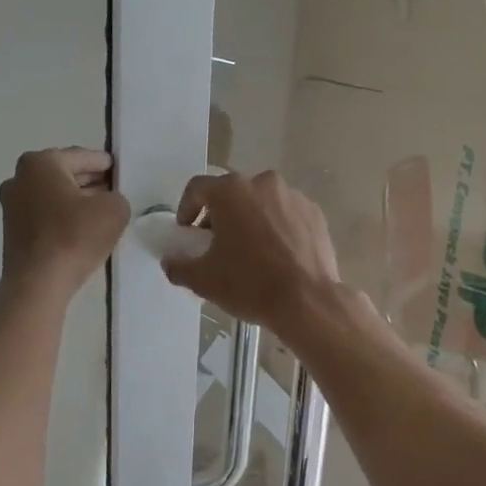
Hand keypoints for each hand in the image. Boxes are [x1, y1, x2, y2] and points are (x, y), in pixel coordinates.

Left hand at [0, 148, 130, 296]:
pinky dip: (63, 217)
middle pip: (64, 174)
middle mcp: (20, 177)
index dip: (105, 164)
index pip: (82, 156)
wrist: (38, 283)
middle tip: (115, 191)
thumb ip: (117, 196)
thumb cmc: (74, 237)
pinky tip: (82, 230)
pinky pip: (45, 215)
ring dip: (76, 201)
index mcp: (41, 163)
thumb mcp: (114, 210)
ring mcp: (11, 205)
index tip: (121, 171)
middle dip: (90, 181)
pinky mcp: (12, 230)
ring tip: (102, 212)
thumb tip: (107, 201)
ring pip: (54, 195)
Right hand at [161, 171, 341, 338]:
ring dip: (250, 219)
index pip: (197, 188)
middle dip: (220, 215)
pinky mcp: (315, 213)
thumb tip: (170, 261)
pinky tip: (277, 255)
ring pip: (261, 202)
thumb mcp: (203, 280)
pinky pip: (286, 214)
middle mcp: (263, 183)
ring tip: (249, 251)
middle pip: (232, 193)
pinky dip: (277, 227)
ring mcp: (293, 196)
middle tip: (216, 243)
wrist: (307, 301)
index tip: (187, 232)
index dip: (186, 208)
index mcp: (231, 191)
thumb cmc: (249, 284)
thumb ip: (179, 266)